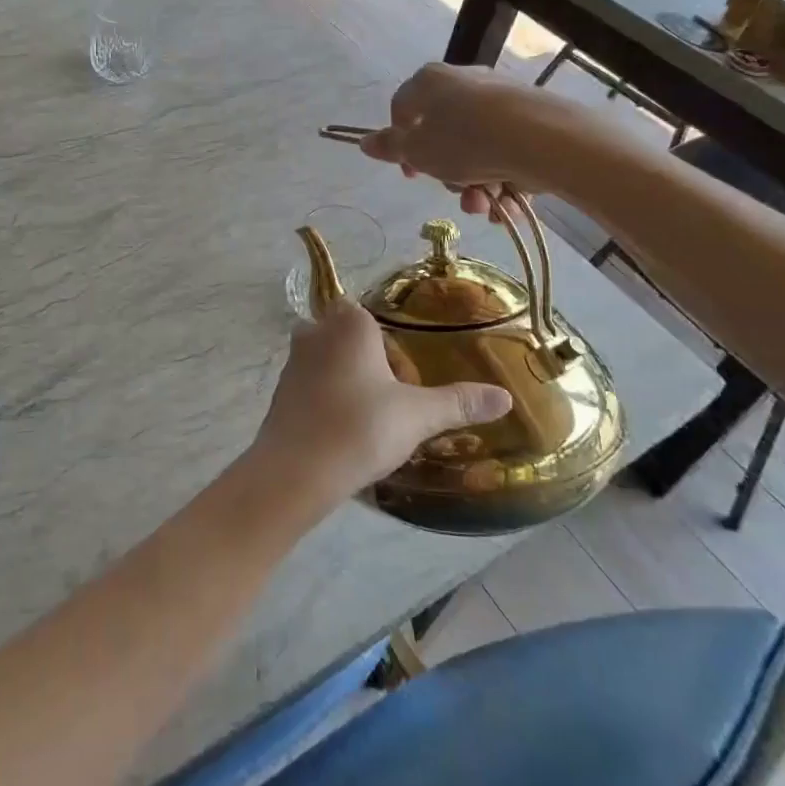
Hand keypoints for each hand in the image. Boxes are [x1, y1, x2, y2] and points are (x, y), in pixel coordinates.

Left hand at [247, 299, 512, 507]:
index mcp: (349, 324)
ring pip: (326, 358)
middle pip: (346, 335)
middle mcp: (315, 332)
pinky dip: (326, 398)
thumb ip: (459, 402)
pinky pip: (310, 384)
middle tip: (392, 396)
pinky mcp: (281, 391)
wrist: (296, 471)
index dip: (388, 343)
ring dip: (346, 379)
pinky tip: (344, 429)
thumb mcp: (418, 416)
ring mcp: (293, 361)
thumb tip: (503, 396)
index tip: (405, 376)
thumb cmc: (360, 428)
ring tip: (372, 416)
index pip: (368, 314)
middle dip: (367, 359)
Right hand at [356, 62, 602, 215]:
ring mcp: (501, 97)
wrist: (544, 139)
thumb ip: (390, 147)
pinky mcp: (532, 115)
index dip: (401, 144)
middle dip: (447, 173)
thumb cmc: (465, 141)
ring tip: (485, 206)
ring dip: (476, 184)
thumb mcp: (418, 151)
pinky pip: (506, 149)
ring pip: (477, 147)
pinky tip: (509, 202)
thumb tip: (364, 142)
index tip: (412, 173)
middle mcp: (464, 81)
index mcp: (429, 81)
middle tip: (455, 193)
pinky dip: (504, 176)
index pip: (401, 109)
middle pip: (443, 132)